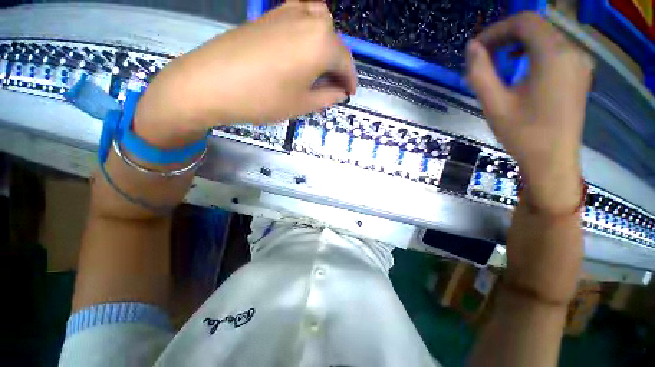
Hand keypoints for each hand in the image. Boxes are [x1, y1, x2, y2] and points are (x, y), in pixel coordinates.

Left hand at [134, 1, 356, 146]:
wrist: (211, 82)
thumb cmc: (264, 99)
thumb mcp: (302, 104)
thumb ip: (326, 97)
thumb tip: (340, 92)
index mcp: (322, 43)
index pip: (346, 62)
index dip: (350, 80)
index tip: (350, 93)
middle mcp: (309, 19)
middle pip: (334, 41)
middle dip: (338, 65)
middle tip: (334, 85)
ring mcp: (287, 11)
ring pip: (319, 26)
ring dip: (325, 47)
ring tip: (319, 69)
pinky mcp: (270, 14)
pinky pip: (300, 20)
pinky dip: (308, 36)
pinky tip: (301, 53)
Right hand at [466, 13, 592, 213]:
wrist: (552, 160)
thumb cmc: (522, 134)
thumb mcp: (494, 104)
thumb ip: (480, 72)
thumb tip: (472, 47)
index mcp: (554, 56)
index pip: (525, 22)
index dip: (497, 29)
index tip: (477, 48)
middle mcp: (573, 52)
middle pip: (537, 27)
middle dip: (506, 36)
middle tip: (483, 56)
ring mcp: (579, 63)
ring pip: (546, 37)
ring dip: (518, 43)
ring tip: (497, 61)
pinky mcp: (579, 73)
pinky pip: (555, 50)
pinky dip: (533, 52)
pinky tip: (521, 66)